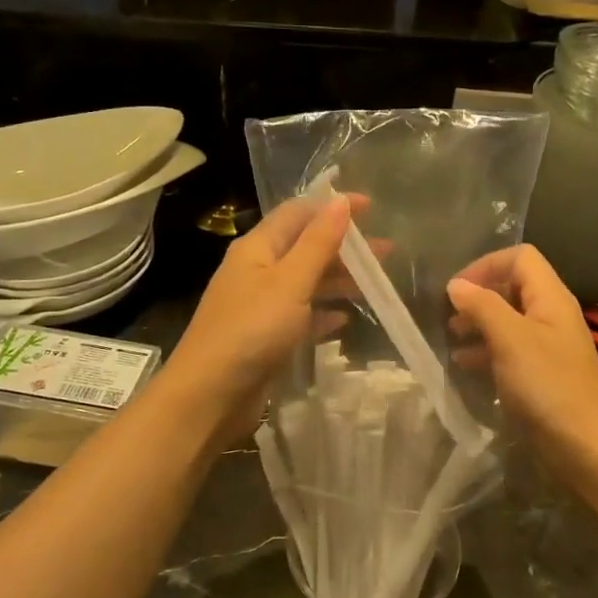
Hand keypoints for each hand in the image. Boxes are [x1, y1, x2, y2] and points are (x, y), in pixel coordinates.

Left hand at [161, 194, 352, 442]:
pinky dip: (322, 314)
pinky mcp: (265, 338)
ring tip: (376, 283)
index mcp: (257, 248)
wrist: (210, 395)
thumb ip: (318, 243)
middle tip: (386, 251)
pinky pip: (300, 317)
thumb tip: (340, 201)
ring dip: (338, 279)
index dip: (332, 206)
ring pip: (305, 283)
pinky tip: (344, 319)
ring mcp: (260, 306)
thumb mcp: (290, 282)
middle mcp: (256, 271)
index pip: (297, 213)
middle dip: (344, 246)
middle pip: (304, 247)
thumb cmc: (251, 330)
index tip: (371, 207)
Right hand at [446, 245, 597, 481]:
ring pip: (509, 319)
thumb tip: (456, 285)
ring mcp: (548, 346)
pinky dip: (486, 350)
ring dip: (479, 323)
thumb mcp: (510, 340)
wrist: (584, 447)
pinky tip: (464, 365)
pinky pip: (510, 349)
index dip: (486, 265)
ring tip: (452, 338)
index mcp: (551, 298)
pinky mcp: (542, 374)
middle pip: (513, 287)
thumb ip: (482, 306)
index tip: (456, 290)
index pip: (520, 258)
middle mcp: (552, 315)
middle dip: (479, 295)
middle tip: (449, 316)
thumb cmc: (547, 387)